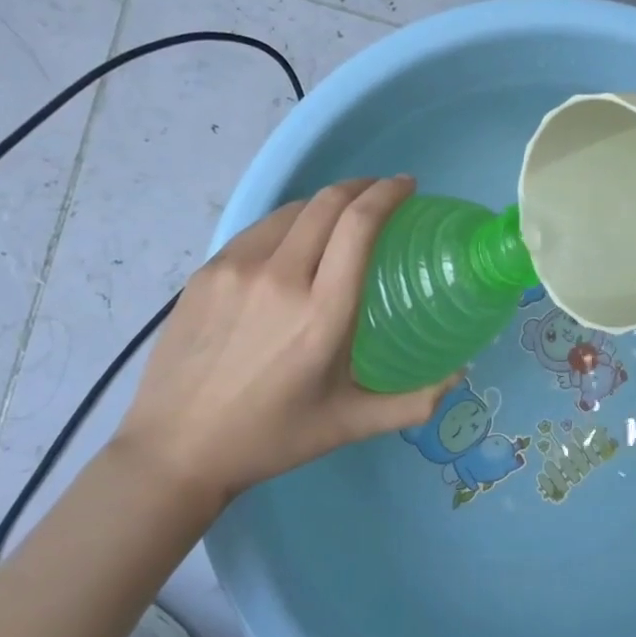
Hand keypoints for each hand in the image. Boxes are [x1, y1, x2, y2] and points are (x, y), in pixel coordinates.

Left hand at [111, 176, 454, 505]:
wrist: (174, 450)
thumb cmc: (272, 438)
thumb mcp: (351, 424)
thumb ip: (414, 401)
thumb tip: (461, 374)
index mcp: (322, 312)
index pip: (359, 224)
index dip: (388, 193)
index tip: (407, 186)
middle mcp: (279, 277)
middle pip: (327, 202)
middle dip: (362, 186)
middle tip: (382, 195)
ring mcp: (235, 269)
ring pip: (291, 210)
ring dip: (324, 203)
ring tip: (340, 218)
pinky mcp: (205, 272)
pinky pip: (258, 231)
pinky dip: (288, 225)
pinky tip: (293, 245)